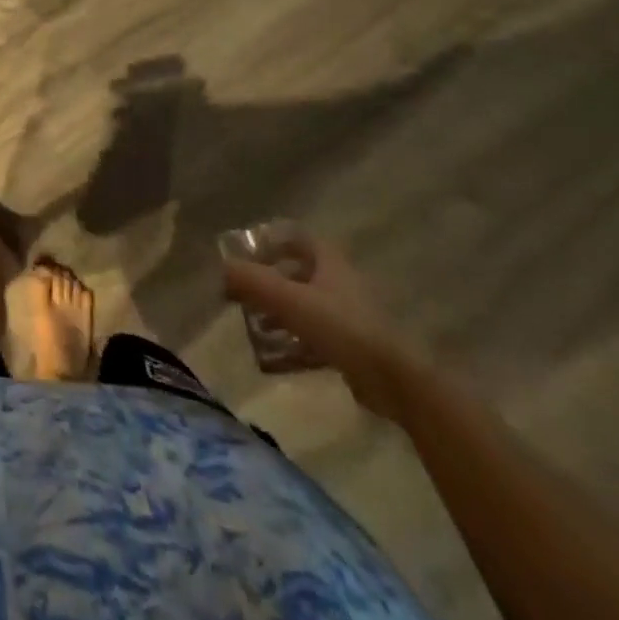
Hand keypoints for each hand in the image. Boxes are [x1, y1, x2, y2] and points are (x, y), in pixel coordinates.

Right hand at [223, 236, 423, 419]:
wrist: (396, 380)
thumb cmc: (342, 328)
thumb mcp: (289, 300)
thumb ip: (252, 281)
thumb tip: (222, 268)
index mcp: (330, 263)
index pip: (299, 239)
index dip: (273, 241)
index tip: (249, 253)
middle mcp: (340, 284)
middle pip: (299, 274)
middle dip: (270, 283)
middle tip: (244, 294)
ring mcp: (350, 317)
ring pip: (306, 308)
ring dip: (279, 315)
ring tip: (255, 328)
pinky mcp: (354, 348)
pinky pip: (316, 339)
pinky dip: (294, 345)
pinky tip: (274, 360)